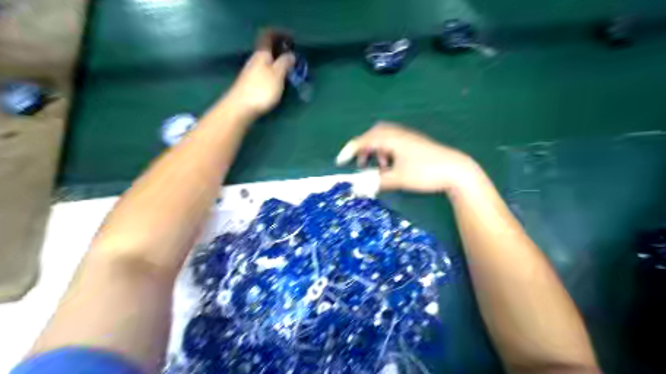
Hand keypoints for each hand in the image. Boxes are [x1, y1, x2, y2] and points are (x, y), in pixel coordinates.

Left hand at [225, 31, 294, 118]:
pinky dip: (274, 72)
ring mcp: (251, 72)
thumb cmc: (261, 89)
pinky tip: (279, 81)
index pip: (268, 35)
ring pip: (266, 61)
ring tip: (289, 70)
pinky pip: (265, 72)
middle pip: (267, 49)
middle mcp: (255, 60)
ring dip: (278, 62)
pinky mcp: (250, 84)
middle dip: (280, 50)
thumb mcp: (277, 75)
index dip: (280, 33)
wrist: (240, 108)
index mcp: (262, 54)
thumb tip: (291, 54)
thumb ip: (285, 63)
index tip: (292, 38)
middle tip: (294, 56)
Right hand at [336, 123, 481, 192]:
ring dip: (375, 150)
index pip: (364, 140)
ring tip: (377, 167)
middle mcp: (397, 134)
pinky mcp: (414, 143)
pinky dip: (386, 152)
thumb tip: (360, 188)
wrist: (456, 170)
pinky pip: (393, 142)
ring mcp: (407, 137)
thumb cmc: (426, 172)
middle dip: (363, 148)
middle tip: (360, 163)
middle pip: (373, 134)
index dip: (349, 150)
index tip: (340, 162)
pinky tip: (391, 165)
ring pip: (383, 138)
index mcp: (391, 138)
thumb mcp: (399, 179)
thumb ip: (377, 182)